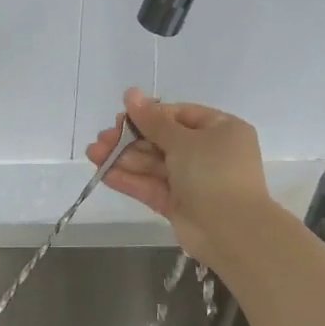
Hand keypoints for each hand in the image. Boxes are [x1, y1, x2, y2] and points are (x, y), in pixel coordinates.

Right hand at [85, 89, 275, 267]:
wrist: (232, 231)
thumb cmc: (214, 173)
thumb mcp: (184, 140)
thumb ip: (153, 120)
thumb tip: (131, 93)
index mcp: (220, 130)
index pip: (179, 115)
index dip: (149, 115)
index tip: (121, 117)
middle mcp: (208, 153)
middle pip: (163, 140)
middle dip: (130, 140)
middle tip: (101, 139)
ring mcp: (193, 181)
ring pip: (154, 165)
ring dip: (124, 159)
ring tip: (93, 154)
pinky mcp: (179, 204)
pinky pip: (152, 186)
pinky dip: (129, 180)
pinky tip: (103, 173)